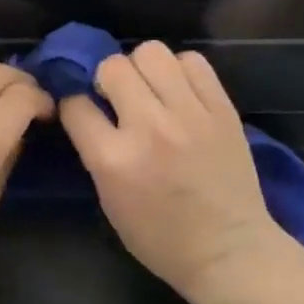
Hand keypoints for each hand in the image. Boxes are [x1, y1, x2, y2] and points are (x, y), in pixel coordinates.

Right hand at [58, 42, 291, 303]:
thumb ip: (97, 152)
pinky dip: (180, 70)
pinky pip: (194, 61)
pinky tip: (180, 91)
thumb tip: (90, 111)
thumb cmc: (161, 238)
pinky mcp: (222, 108)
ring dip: (143, 67)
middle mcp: (150, 128)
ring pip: (152, 52)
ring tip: (151, 89)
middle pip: (113, 66)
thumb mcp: (110, 201)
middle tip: (119, 98)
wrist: (229, 250)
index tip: (83, 110)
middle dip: (107, 79)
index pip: (76, 104)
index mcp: (114, 160)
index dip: (74, 104)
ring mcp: (190, 114)